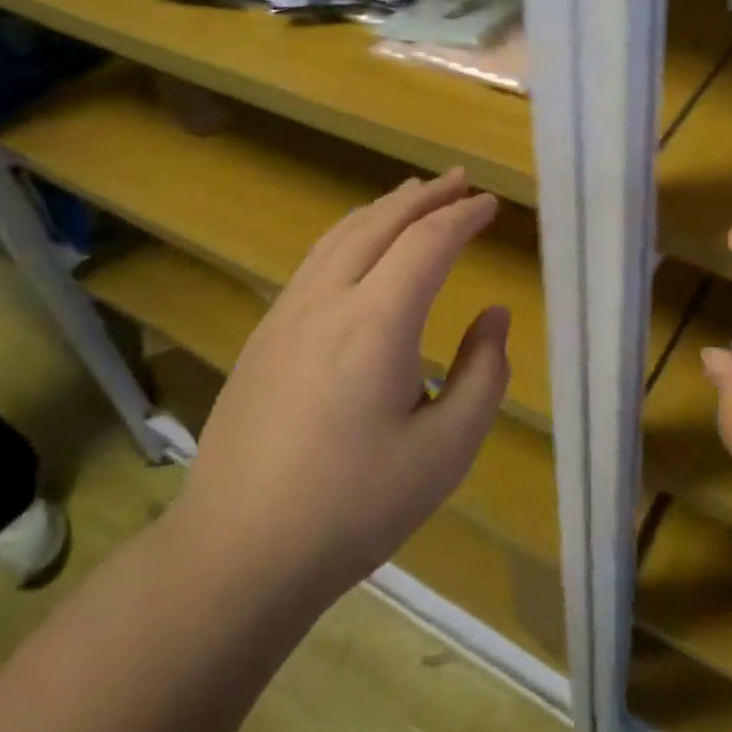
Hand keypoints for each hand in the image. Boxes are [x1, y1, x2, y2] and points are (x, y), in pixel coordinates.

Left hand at [171, 168, 510, 605]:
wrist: (238, 551)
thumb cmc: (354, 507)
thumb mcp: (446, 450)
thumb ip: (484, 374)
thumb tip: (493, 315)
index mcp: (376, 323)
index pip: (428, 242)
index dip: (463, 216)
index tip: (490, 204)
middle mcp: (327, 300)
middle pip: (379, 222)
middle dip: (424, 196)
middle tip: (458, 180)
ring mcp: (286, 314)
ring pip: (340, 234)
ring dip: (383, 208)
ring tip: (413, 194)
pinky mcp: (264, 334)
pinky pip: (315, 260)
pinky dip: (350, 232)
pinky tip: (359, 246)